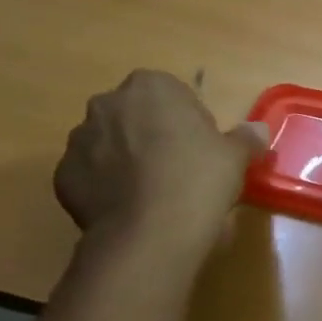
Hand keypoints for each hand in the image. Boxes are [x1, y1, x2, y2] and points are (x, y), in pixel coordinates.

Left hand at [54, 71, 267, 259]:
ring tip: (153, 194)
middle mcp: (107, 103)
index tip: (203, 150)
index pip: (173, 95)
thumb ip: (246, 138)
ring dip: (127, 160)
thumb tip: (258, 130)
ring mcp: (79, 139)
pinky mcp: (63, 175)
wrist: (150, 233)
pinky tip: (130, 209)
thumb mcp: (235, 157)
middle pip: (136, 115)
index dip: (190, 122)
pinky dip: (107, 187)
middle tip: (180, 171)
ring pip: (110, 144)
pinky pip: (91, 175)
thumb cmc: (198, 180)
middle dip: (153, 136)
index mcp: (150, 87)